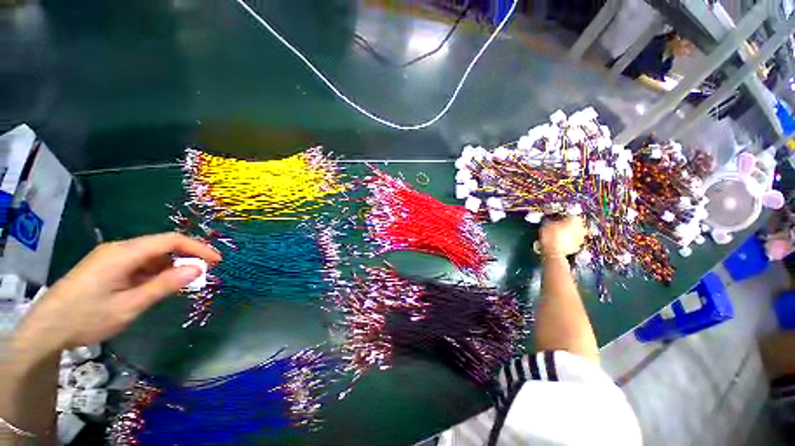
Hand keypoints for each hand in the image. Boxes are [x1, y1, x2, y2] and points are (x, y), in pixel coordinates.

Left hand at [15, 233, 220, 352]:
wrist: (47, 328)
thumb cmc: (87, 318)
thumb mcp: (129, 306)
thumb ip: (164, 286)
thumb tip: (198, 269)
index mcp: (124, 253)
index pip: (171, 240)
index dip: (198, 248)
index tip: (217, 261)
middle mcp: (119, 248)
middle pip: (162, 244)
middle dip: (187, 256)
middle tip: (205, 272)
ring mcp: (111, 256)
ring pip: (152, 253)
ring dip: (172, 264)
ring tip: (185, 282)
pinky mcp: (107, 265)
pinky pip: (140, 262)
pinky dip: (156, 270)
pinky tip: (159, 284)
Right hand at [539, 216, 586, 258]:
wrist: (554, 252)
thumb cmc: (550, 235)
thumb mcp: (546, 224)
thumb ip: (550, 220)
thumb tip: (550, 219)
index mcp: (575, 219)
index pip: (571, 215)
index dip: (564, 217)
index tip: (557, 219)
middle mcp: (581, 228)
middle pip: (576, 225)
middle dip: (569, 226)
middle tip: (559, 227)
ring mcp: (581, 238)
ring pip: (576, 234)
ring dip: (570, 234)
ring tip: (559, 236)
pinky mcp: (578, 248)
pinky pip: (574, 242)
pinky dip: (569, 242)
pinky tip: (560, 243)